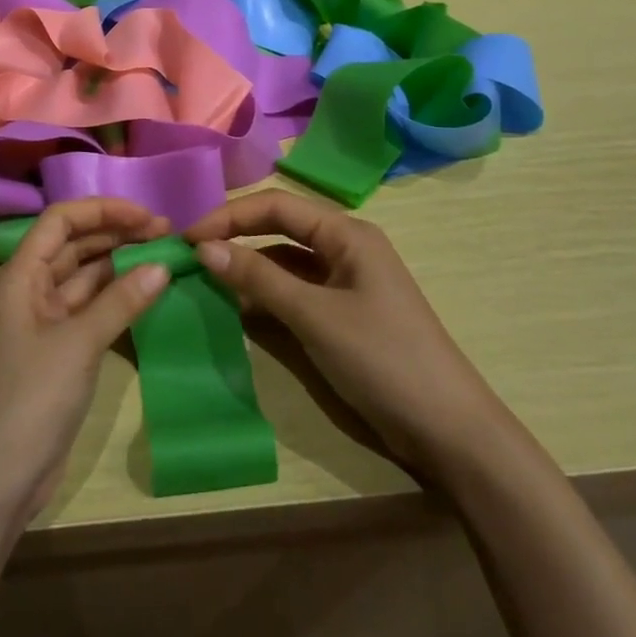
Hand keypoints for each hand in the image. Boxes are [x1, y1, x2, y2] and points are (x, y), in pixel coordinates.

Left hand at [0, 199, 171, 530]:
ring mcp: (40, 322)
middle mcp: (27, 291)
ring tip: (164, 254)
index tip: (147, 215)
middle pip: (73, 245)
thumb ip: (121, 300)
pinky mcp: (55, 351)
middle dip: (116, 234)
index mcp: (18, 277)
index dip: (102, 210)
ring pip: (83, 277)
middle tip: (167, 233)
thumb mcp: (78, 345)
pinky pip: (87, 310)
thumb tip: (163, 264)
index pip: (60, 221)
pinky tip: (146, 292)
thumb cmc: (28, 401)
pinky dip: (115, 298)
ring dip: (119, 264)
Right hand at [185, 190, 500, 476]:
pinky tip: (238, 307)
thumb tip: (204, 248)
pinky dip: (266, 295)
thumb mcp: (315, 315)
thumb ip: (258, 278)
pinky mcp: (342, 314)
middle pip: (280, 229)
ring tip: (203, 278)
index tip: (188, 238)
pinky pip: (295, 291)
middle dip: (235, 237)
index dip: (229, 216)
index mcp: (346, 233)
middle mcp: (345, 248)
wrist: (447, 430)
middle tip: (189, 255)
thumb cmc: (382, 358)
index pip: (276, 206)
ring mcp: (345, 282)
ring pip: (285, 262)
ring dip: (248, 267)